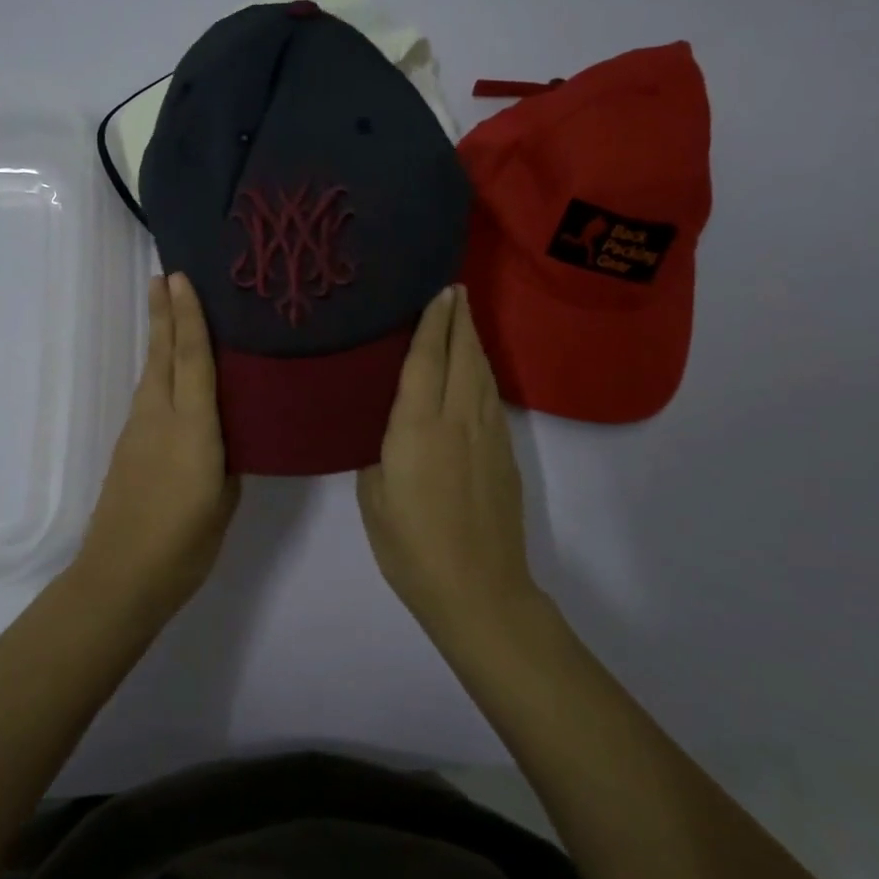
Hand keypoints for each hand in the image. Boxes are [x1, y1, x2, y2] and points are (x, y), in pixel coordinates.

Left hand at [77, 273, 239, 615]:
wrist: (120, 577)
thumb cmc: (184, 544)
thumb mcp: (224, 500)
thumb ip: (227, 460)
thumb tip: (225, 437)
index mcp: (193, 429)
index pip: (192, 360)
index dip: (189, 317)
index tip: (181, 279)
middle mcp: (160, 418)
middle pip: (162, 355)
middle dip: (164, 314)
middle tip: (164, 276)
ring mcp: (138, 431)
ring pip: (151, 372)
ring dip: (159, 338)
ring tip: (166, 310)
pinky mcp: (127, 447)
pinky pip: (148, 395)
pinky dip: (158, 371)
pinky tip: (168, 371)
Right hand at [357, 285, 535, 633]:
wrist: (478, 589)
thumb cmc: (412, 547)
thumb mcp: (374, 498)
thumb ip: (378, 453)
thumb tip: (388, 427)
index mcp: (419, 428)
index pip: (427, 360)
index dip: (433, 323)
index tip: (439, 291)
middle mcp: (459, 420)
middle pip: (463, 356)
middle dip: (459, 320)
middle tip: (455, 289)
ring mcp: (488, 436)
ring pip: (482, 374)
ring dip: (474, 341)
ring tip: (465, 318)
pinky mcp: (505, 455)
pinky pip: (491, 397)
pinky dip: (482, 371)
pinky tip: (475, 370)